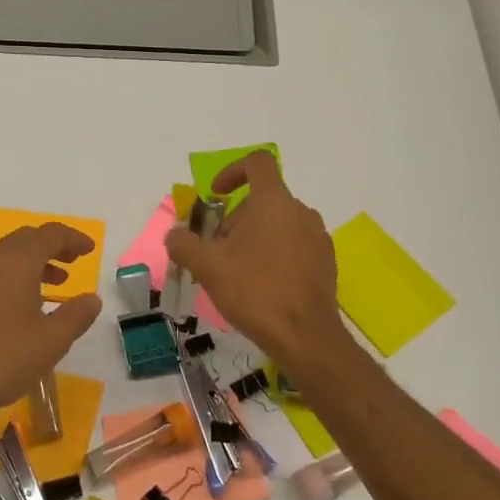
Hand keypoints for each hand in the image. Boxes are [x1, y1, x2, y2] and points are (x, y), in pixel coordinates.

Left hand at [0, 223, 102, 432]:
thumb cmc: (3, 358)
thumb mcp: (52, 340)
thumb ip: (76, 315)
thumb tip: (92, 299)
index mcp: (15, 261)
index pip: (50, 234)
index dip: (73, 238)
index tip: (90, 249)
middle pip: (26, 239)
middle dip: (53, 246)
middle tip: (74, 261)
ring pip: (7, 255)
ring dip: (34, 262)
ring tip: (56, 283)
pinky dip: (15, 275)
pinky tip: (24, 304)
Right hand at [164, 151, 345, 372]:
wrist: (305, 336)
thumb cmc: (255, 291)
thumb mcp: (208, 267)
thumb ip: (184, 244)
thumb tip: (174, 235)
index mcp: (274, 202)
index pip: (257, 163)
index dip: (232, 171)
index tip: (215, 196)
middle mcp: (301, 212)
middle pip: (263, 199)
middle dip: (235, 218)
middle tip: (217, 250)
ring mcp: (317, 237)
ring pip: (278, 224)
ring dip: (253, 237)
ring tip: (236, 271)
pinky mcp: (325, 262)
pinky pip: (294, 245)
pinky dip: (273, 253)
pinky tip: (261, 285)